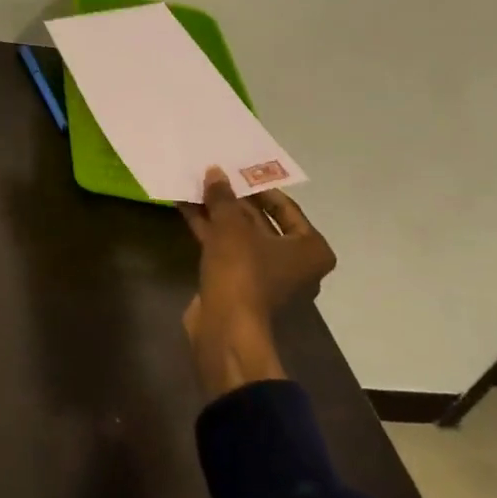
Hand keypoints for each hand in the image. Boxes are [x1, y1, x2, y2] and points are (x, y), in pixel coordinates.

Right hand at [176, 167, 335, 397]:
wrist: (225, 326)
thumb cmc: (242, 271)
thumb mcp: (231, 226)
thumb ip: (223, 197)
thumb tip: (215, 171)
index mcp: (310, 248)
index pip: (286, 208)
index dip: (259, 187)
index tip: (236, 170)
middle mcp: (294, 262)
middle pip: (261, 221)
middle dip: (234, 200)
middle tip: (213, 176)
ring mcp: (266, 275)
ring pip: (240, 236)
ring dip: (218, 214)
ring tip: (194, 187)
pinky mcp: (239, 284)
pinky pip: (226, 249)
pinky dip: (210, 231)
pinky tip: (186, 210)